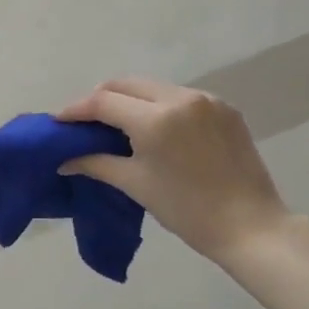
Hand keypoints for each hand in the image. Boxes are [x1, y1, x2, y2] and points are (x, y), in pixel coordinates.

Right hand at [57, 77, 291, 263]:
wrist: (249, 225)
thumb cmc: (186, 209)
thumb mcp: (135, 184)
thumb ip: (96, 164)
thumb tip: (65, 161)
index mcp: (155, 119)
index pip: (103, 102)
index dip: (75, 110)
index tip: (58, 121)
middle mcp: (180, 98)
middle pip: (126, 84)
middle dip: (100, 99)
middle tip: (84, 122)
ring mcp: (206, 100)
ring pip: (153, 87)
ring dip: (129, 100)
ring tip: (117, 125)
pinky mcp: (224, 109)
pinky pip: (179, 97)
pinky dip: (158, 106)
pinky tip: (154, 129)